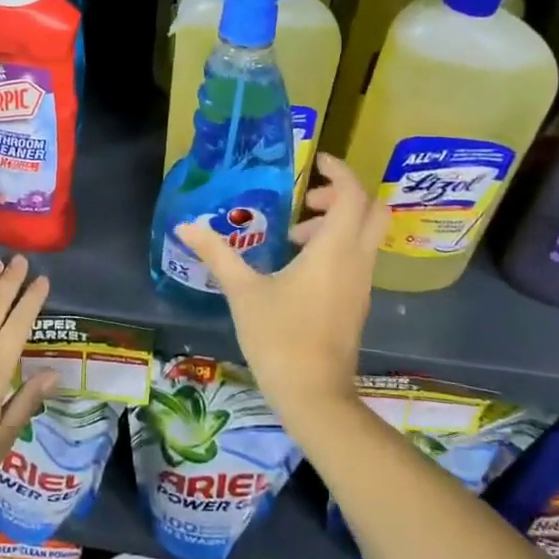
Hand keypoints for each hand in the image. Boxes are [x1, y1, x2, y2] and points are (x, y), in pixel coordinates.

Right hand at [174, 153, 385, 425]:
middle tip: (308, 200)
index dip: (340, 172)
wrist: (314, 396)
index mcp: (335, 250)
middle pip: (372, 211)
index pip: (354, 195)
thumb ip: (217, 254)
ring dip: (336, 224)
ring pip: (365, 236)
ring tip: (293, 236)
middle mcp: (357, 261)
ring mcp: (361, 284)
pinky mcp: (357, 304)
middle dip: (344, 196)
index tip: (316, 162)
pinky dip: (336, 247)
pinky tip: (298, 268)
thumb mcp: (243, 292)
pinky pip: (357, 259)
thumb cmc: (279, 337)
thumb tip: (186, 226)